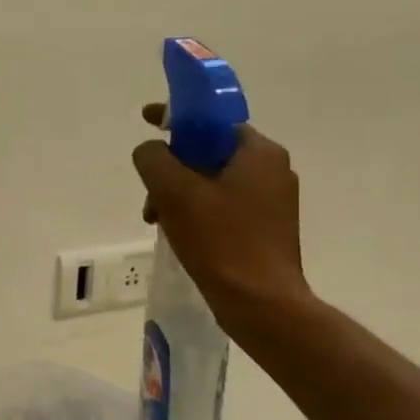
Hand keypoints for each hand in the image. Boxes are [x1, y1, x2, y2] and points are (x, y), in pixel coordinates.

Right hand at [131, 104, 312, 329]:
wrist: (260, 303)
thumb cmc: (220, 240)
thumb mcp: (174, 191)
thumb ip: (153, 158)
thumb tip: (151, 151)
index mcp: (259, 152)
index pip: (212, 119)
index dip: (176, 116)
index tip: (147, 120)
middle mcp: (272, 170)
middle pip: (208, 151)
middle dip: (171, 166)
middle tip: (148, 190)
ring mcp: (271, 201)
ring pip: (210, 180)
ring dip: (177, 192)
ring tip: (155, 217)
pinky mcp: (265, 228)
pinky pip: (220, 204)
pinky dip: (194, 210)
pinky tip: (176, 231)